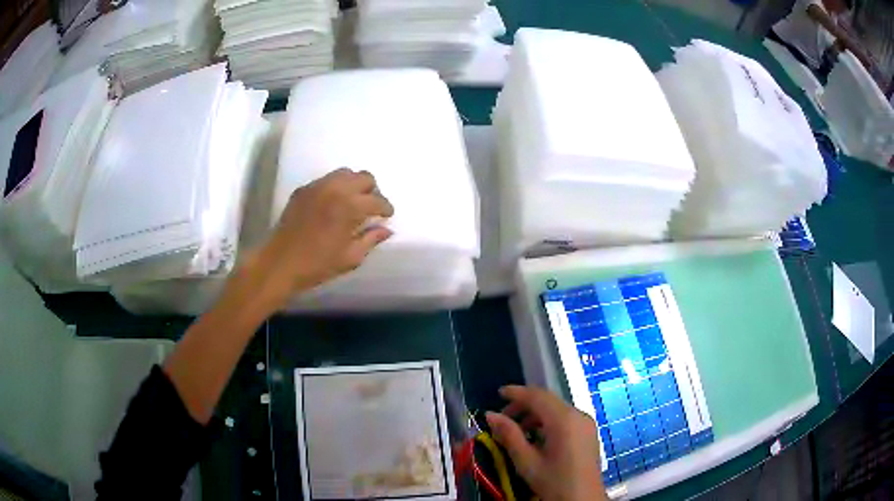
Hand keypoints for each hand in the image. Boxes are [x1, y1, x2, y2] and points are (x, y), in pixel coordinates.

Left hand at [247, 168, 394, 308]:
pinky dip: (335, 187)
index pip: (376, 200)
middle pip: (364, 177)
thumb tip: (386, 230)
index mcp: (349, 207)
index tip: (387, 216)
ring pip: (344, 173)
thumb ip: (371, 240)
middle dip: (372, 191)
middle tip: (371, 207)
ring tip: (353, 202)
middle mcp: (335, 189)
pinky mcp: (303, 190)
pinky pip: (326, 180)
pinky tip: (332, 204)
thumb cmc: (318, 265)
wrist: (281, 263)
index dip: (386, 208)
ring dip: (354, 185)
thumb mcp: (350, 258)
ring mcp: (317, 187)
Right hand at [486, 386, 605, 500]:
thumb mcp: (526, 461)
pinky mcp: (588, 432)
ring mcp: (586, 423)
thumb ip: (509, 435)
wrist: (582, 499)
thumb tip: (491, 415)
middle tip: (503, 418)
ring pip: (557, 409)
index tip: (498, 393)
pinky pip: (566, 418)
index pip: (537, 396)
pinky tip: (536, 437)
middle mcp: (578, 415)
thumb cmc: (553, 481)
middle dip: (524, 405)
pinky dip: (548, 421)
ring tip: (516, 430)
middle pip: (548, 400)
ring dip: (535, 414)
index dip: (517, 392)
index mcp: (564, 420)